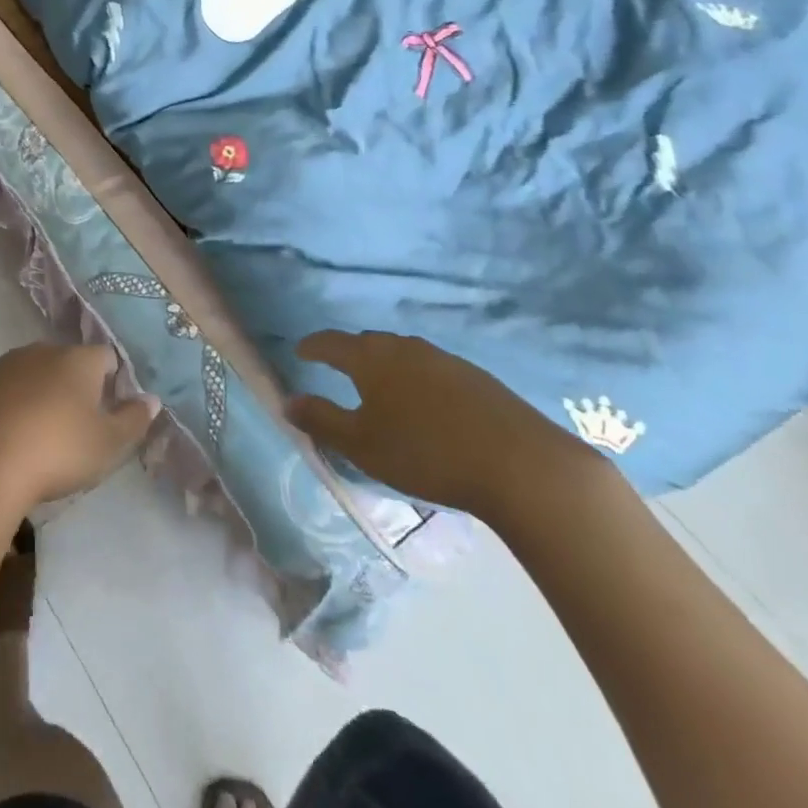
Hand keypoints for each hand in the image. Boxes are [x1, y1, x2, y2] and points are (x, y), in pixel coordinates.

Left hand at [0, 342, 159, 511]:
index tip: (107, 410)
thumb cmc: (56, 452)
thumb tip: (152, 399)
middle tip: (70, 424)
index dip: (110, 380)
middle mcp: (42, 351)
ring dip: (33, 388)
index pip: (105, 357)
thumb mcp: (108, 445)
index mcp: (79, 361)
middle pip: (64, 360)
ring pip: (26, 368)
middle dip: (69, 383)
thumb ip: (134, 420)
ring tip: (31, 428)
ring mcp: (3, 362)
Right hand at [286, 330, 598, 522]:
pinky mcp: (475, 377)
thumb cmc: (425, 452)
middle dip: (349, 353)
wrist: (519, 463)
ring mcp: (443, 359)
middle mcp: (404, 347)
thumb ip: (321, 420)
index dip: (313, 346)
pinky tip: (424, 403)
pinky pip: (430, 368)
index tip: (300, 351)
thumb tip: (287, 401)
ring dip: (384, 365)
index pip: (331, 343)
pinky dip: (415, 378)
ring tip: (379, 387)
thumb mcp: (362, 444)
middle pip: (367, 343)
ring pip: (402, 354)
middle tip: (337, 368)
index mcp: (371, 358)